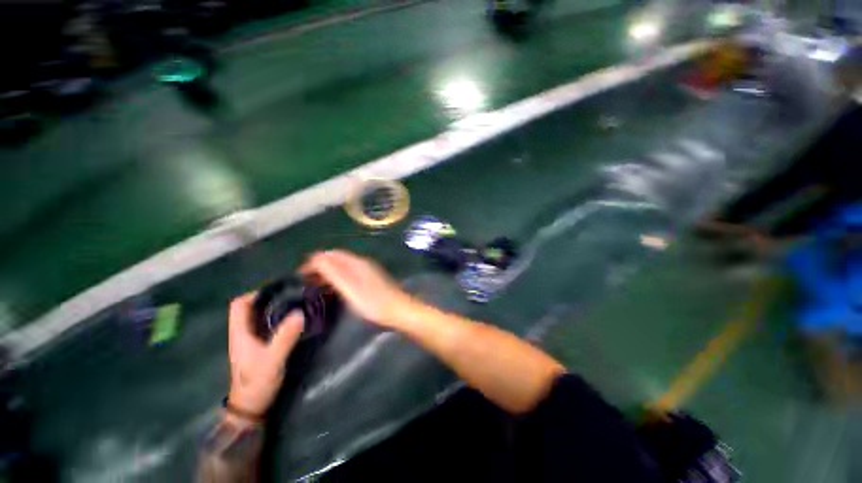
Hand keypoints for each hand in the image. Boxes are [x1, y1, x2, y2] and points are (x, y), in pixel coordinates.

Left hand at [227, 293, 303, 417]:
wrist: (252, 407)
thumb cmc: (257, 383)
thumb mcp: (272, 360)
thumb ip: (284, 338)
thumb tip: (299, 313)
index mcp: (240, 333)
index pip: (239, 305)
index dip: (255, 293)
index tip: (278, 288)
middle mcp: (243, 333)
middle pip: (252, 307)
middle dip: (270, 297)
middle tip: (293, 292)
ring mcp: (251, 340)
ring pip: (260, 316)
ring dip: (275, 306)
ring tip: (296, 301)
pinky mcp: (260, 346)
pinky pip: (269, 325)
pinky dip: (279, 317)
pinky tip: (294, 318)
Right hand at [300, 250, 415, 328]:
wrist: (398, 311)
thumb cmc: (372, 302)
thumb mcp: (349, 287)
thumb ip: (333, 272)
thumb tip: (316, 257)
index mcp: (356, 262)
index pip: (330, 254)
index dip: (313, 262)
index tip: (299, 276)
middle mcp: (362, 263)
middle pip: (337, 259)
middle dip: (319, 266)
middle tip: (305, 282)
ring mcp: (368, 271)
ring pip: (343, 267)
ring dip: (328, 273)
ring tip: (315, 286)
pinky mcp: (371, 281)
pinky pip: (349, 274)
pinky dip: (338, 279)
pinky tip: (335, 290)